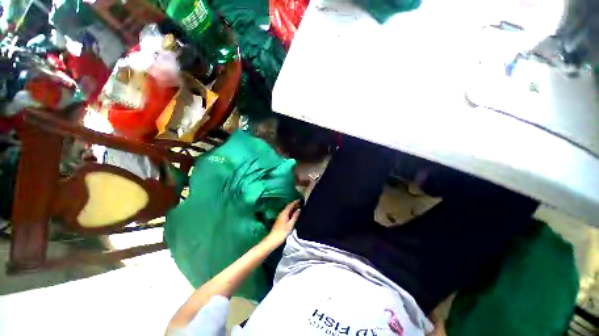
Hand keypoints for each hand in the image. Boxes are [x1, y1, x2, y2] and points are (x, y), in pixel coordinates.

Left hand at [266, 200, 300, 245]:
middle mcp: (282, 214)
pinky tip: (294, 215)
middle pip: (288, 207)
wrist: (273, 239)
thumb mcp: (290, 224)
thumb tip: (299, 209)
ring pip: (288, 210)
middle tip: (301, 204)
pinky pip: (287, 214)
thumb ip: (295, 216)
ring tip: (299, 208)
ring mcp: (280, 217)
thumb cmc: (282, 232)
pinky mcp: (280, 221)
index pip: (290, 205)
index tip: (300, 200)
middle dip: (294, 205)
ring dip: (293, 209)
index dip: (295, 202)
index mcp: (284, 213)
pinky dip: (291, 213)